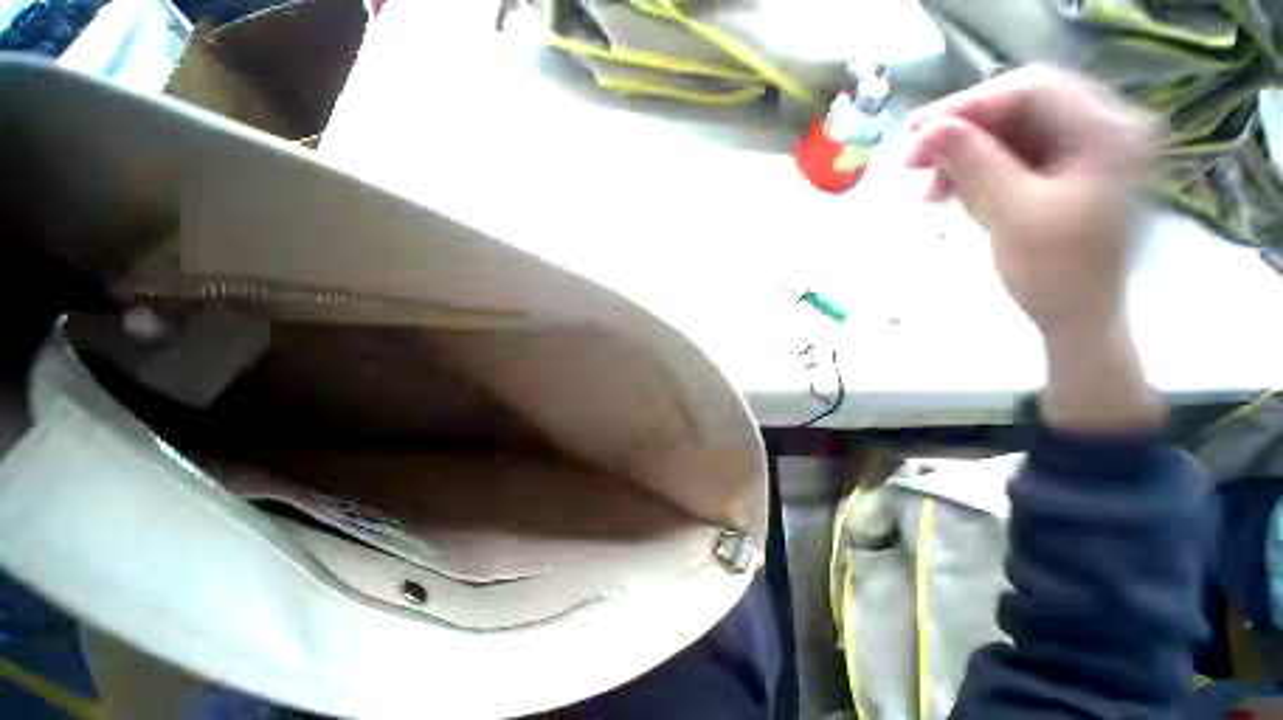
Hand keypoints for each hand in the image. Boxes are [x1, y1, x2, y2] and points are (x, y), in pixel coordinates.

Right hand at [904, 66, 1164, 430]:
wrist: (1075, 315)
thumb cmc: (1055, 273)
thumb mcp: (1012, 214)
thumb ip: (973, 165)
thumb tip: (926, 130)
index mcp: (1108, 132)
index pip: (1032, 90)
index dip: (969, 105)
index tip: (916, 133)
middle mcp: (1101, 126)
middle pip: (1020, 105)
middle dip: (962, 128)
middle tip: (912, 154)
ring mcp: (1081, 146)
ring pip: (1009, 130)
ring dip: (963, 152)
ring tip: (928, 185)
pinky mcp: (1061, 166)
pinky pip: (1010, 153)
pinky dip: (974, 168)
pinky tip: (948, 190)